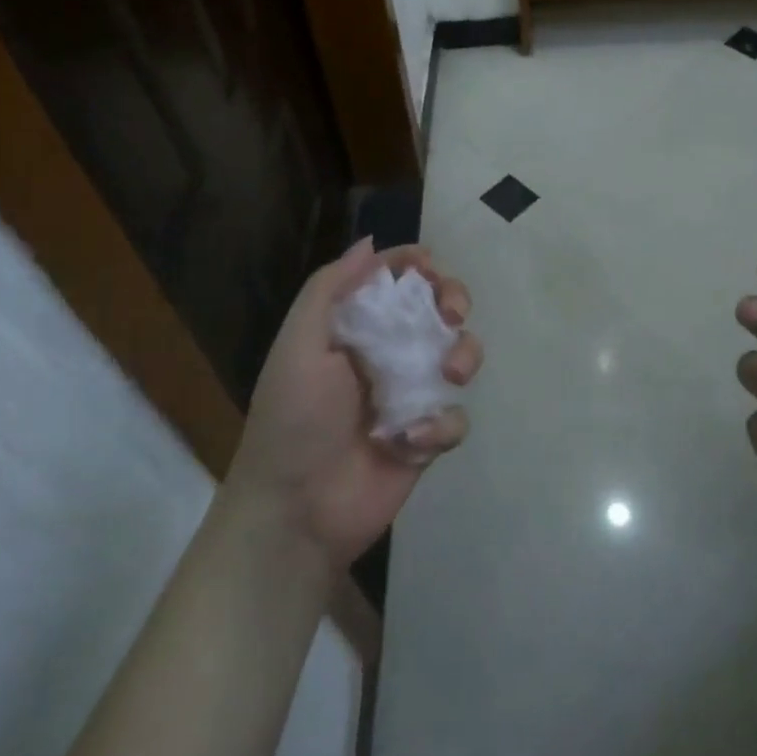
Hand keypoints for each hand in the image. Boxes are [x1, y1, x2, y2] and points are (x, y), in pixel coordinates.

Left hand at [225, 238, 480, 571]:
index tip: (429, 266)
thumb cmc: (293, 418)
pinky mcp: (426, 439)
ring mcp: (409, 396)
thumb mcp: (299, 343)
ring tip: (451, 373)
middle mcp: (386, 354)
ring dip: (463, 354)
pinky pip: (454, 417)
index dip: (416, 266)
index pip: (394, 281)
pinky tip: (411, 441)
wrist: (295, 512)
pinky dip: (441, 425)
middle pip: (436, 309)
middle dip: (452, 300)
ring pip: (458, 355)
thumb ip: (330, 288)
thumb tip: (370, 243)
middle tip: (452, 313)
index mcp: (354, 327)